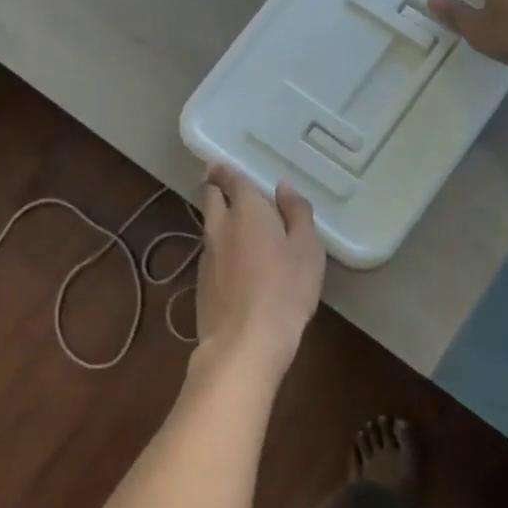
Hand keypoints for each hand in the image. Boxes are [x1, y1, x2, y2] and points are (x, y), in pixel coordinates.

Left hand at [193, 163, 324, 379]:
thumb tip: (283, 188)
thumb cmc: (285, 289)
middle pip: (207, 197)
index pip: (230, 180)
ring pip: (207, 225)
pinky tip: (234, 263)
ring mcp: (206, 255)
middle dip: (212, 187)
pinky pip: (210, 252)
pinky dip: (219, 248)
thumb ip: (297, 213)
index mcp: (246, 210)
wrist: (244, 342)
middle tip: (222, 185)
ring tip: (234, 224)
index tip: (220, 165)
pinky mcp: (201, 282)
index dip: (225, 170)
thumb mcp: (307, 248)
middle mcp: (220, 226)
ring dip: (216, 218)